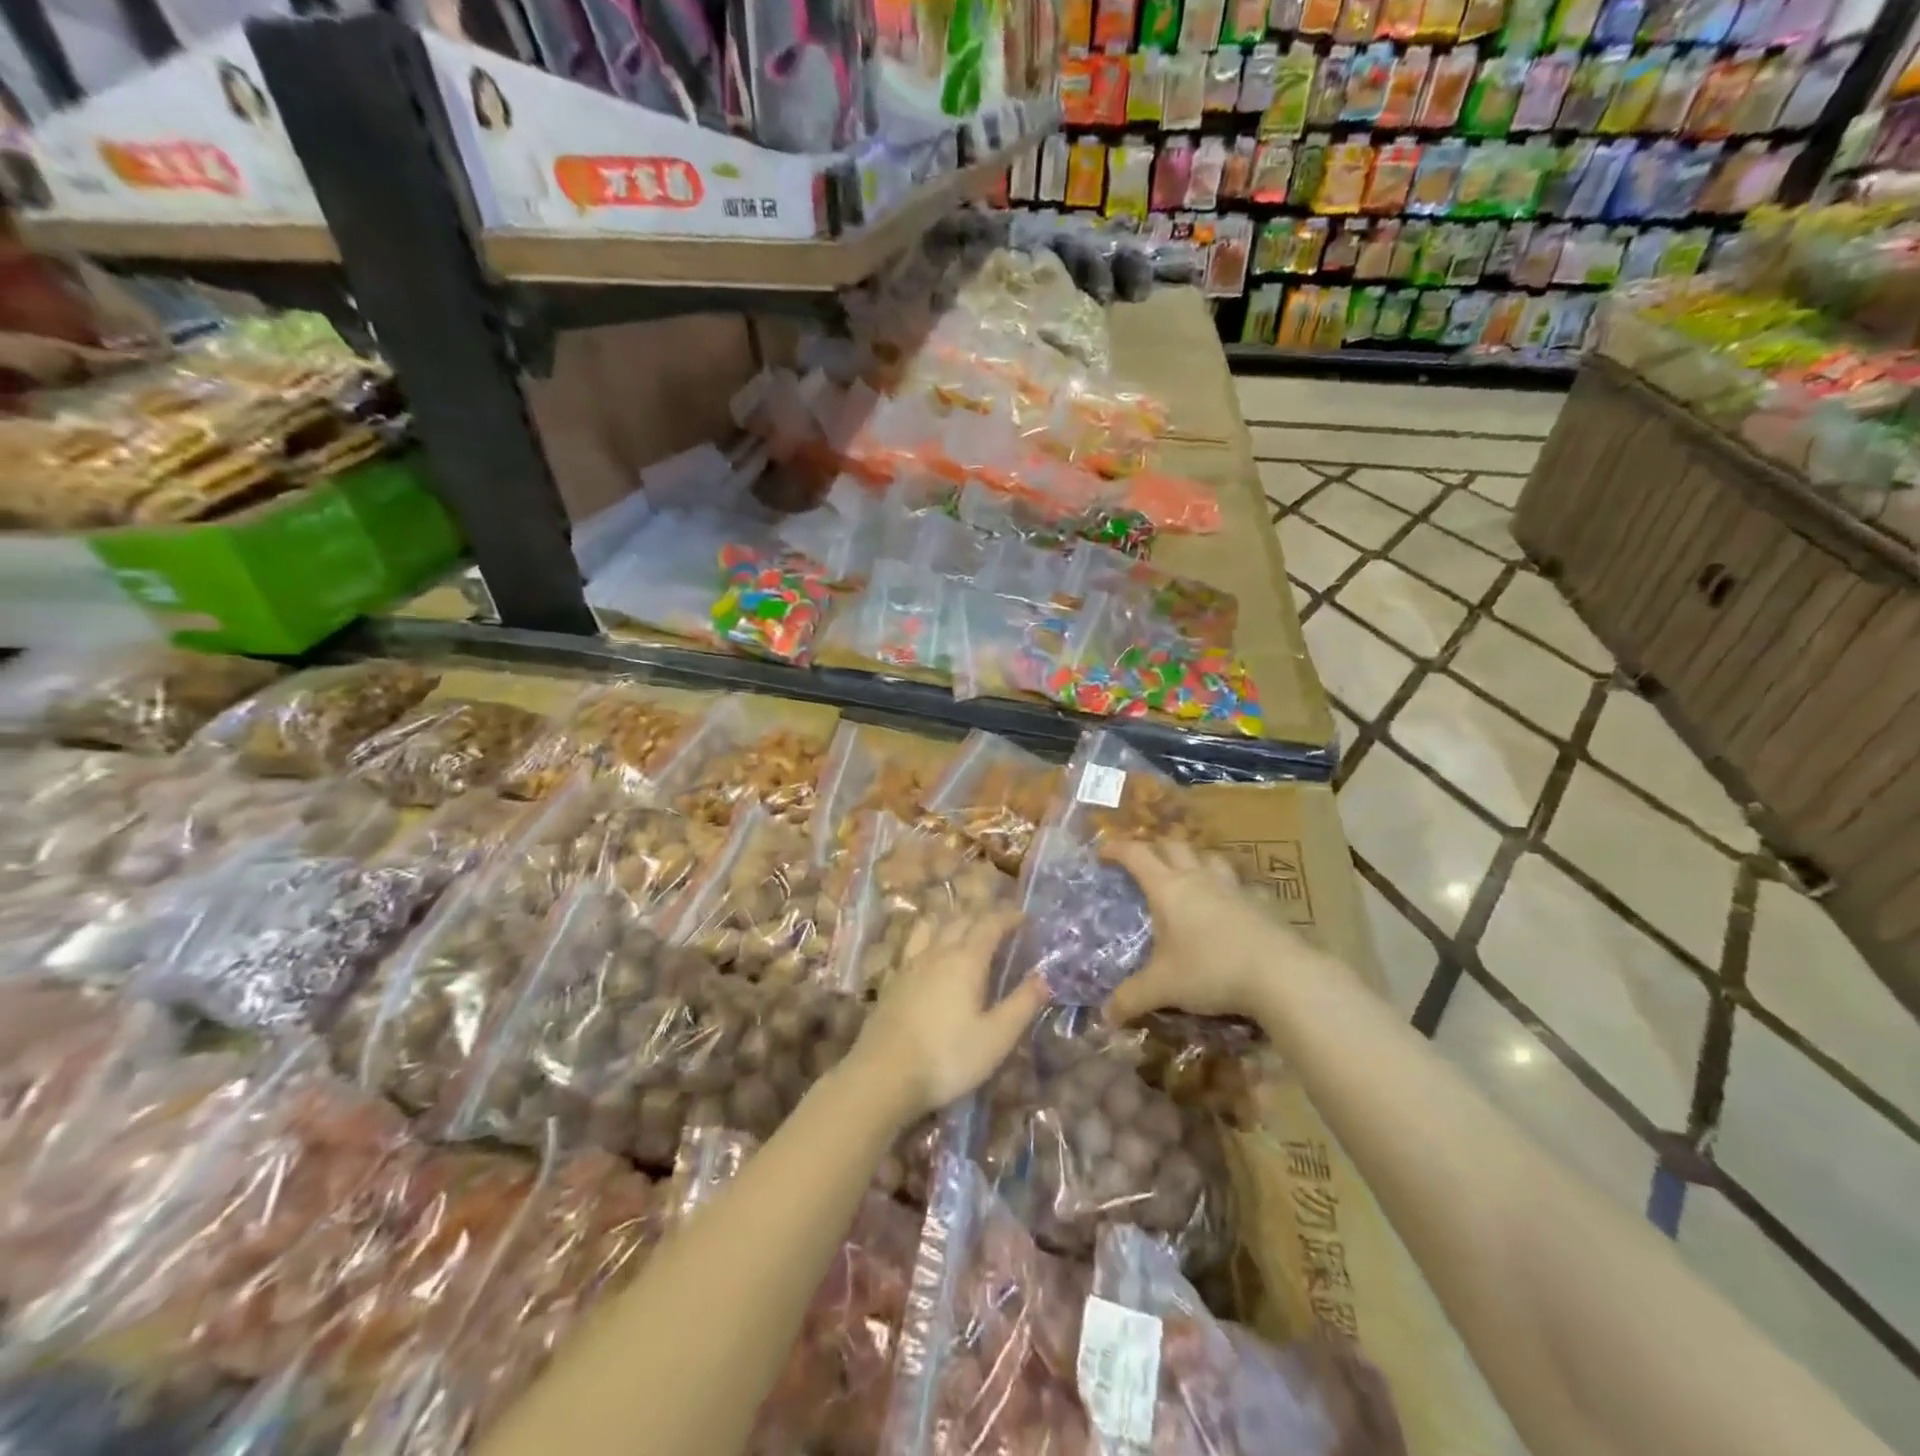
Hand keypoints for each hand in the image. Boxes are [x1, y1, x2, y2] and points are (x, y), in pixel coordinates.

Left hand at [846, 910, 1049, 1125]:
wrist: (883, 1075)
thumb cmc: (948, 1057)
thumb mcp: (996, 1037)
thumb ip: (1022, 1004)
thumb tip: (1045, 977)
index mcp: (966, 960)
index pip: (990, 925)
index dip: (1009, 917)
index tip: (1025, 917)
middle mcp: (937, 953)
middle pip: (961, 920)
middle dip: (983, 917)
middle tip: (1001, 924)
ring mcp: (910, 965)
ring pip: (934, 928)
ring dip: (953, 922)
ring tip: (965, 929)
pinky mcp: (893, 982)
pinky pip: (915, 944)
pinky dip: (930, 938)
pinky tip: (931, 956)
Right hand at [1103, 839, 1309, 1024]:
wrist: (1281, 974)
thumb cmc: (1211, 970)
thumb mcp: (1163, 987)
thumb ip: (1131, 998)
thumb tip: (1105, 1016)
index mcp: (1167, 889)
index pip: (1136, 855)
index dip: (1117, 848)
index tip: (1103, 852)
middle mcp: (1198, 879)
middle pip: (1173, 846)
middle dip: (1154, 848)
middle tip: (1143, 863)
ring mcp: (1233, 887)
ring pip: (1209, 857)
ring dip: (1194, 859)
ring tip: (1188, 875)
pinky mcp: (1261, 902)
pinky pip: (1243, 886)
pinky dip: (1232, 889)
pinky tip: (1233, 904)